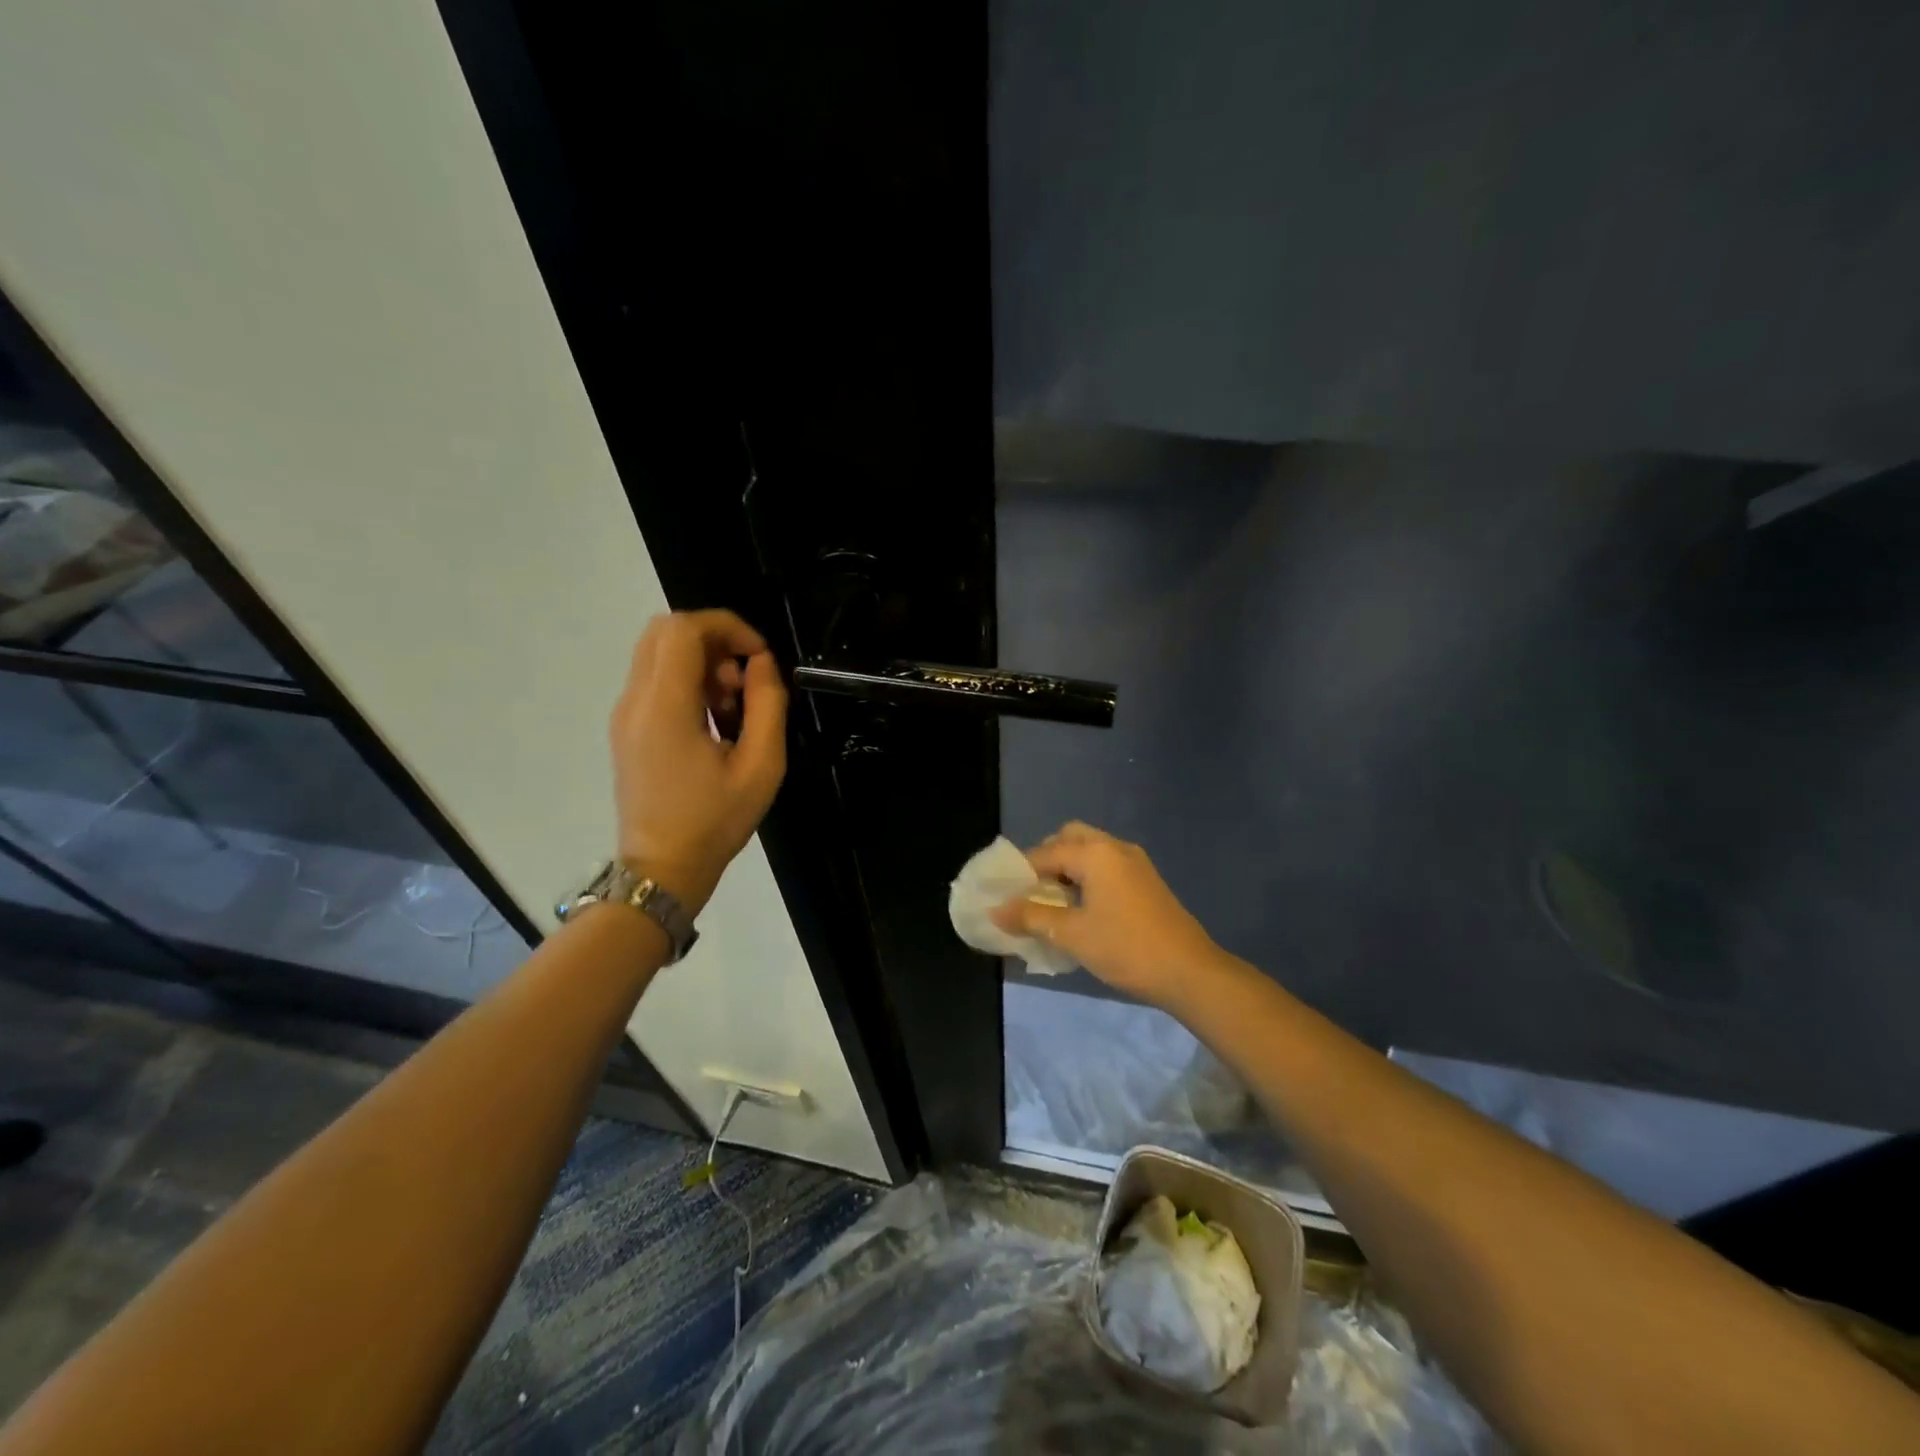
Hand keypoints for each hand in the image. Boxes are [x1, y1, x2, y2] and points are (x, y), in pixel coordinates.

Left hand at [609, 610, 787, 914]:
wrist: (662, 869)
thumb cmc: (715, 820)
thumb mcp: (761, 766)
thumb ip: (768, 704)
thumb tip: (762, 663)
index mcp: (664, 706)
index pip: (684, 628)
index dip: (728, 627)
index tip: (759, 657)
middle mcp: (634, 700)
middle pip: (665, 631)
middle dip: (714, 640)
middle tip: (744, 678)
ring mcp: (624, 713)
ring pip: (658, 653)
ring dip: (701, 662)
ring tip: (732, 705)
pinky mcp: (625, 728)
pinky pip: (654, 680)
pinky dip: (686, 681)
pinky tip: (712, 720)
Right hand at [991, 822, 1223, 1007]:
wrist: (1190, 972)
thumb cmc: (1126, 948)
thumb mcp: (1072, 935)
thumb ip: (1031, 917)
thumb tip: (996, 911)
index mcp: (1096, 853)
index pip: (1045, 852)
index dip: (1021, 873)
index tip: (1006, 896)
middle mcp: (1115, 848)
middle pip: (1070, 837)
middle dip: (1047, 858)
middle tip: (1033, 891)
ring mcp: (1135, 863)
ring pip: (1091, 850)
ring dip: (1068, 868)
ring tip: (1054, 903)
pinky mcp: (1147, 880)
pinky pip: (1107, 865)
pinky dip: (1088, 876)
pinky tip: (1083, 909)